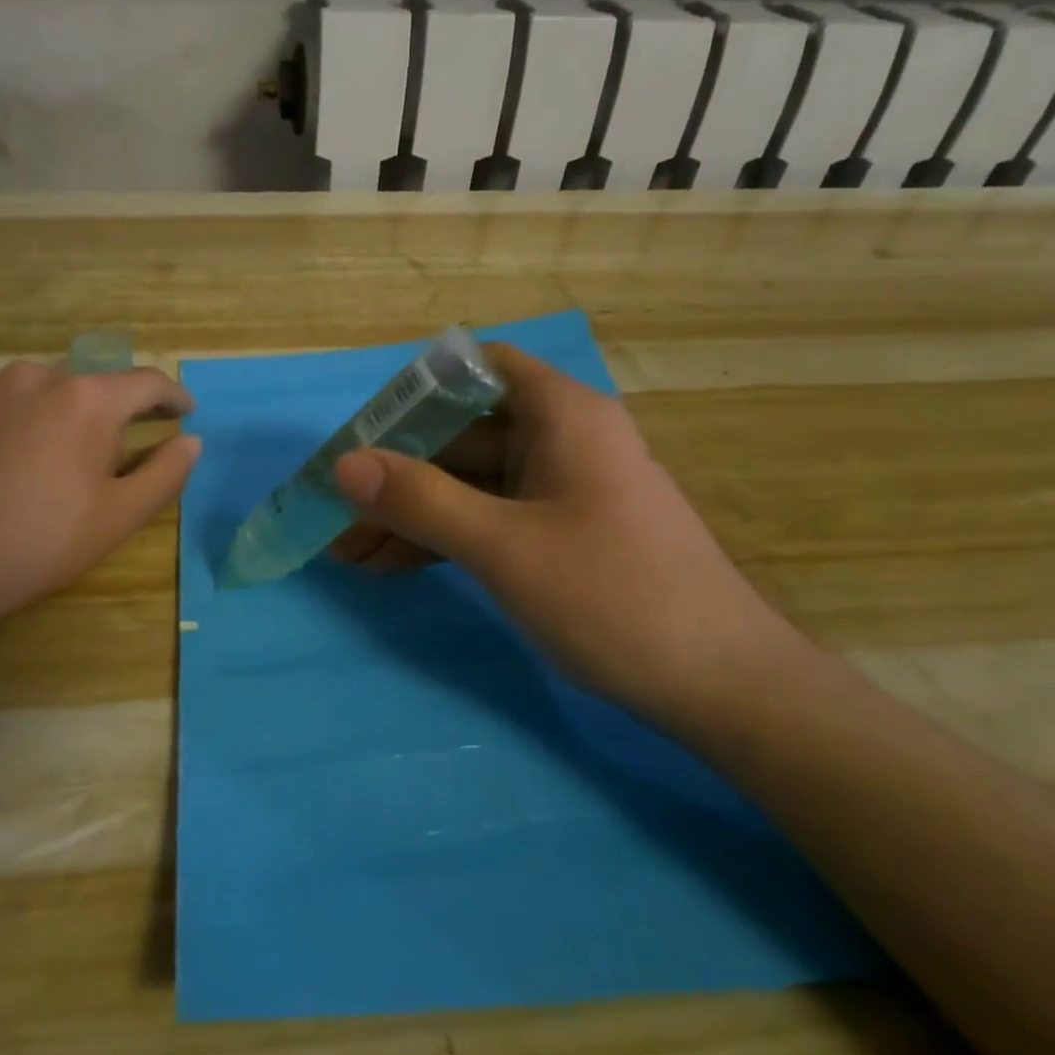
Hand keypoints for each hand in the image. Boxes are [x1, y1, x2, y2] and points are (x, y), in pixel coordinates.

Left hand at [0, 360, 198, 639]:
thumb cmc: (37, 543)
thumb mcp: (117, 518)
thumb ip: (165, 474)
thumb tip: (191, 440)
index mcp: (85, 400)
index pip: (145, 382)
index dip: (173, 396)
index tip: (185, 411)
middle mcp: (32, 378)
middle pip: (88, 386)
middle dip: (109, 414)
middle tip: (110, 456)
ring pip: (35, 394)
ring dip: (55, 418)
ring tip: (48, 464)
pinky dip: (9, 429)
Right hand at [330, 343, 802, 724]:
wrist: (720, 686)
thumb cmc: (612, 596)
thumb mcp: (503, 546)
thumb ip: (421, 500)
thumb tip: (343, 464)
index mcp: (561, 415)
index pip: (477, 368)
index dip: (417, 391)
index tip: (364, 431)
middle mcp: (562, 440)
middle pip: (462, 434)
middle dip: (396, 472)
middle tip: (334, 508)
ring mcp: (562, 491)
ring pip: (470, 485)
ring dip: (412, 514)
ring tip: (347, 552)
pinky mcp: (562, 536)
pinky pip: (490, 520)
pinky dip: (444, 539)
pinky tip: (392, 567)